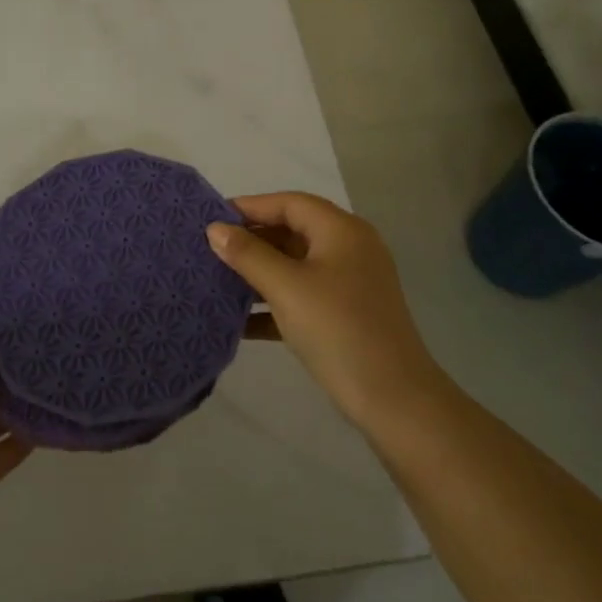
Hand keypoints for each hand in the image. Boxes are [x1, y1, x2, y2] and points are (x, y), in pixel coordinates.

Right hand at [206, 192, 441, 428]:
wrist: (392, 399)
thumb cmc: (337, 329)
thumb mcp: (286, 287)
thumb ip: (248, 254)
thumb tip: (215, 229)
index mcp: (341, 231)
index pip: (289, 203)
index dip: (249, 206)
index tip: (210, 219)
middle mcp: (348, 249)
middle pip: (292, 232)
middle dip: (250, 241)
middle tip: (208, 251)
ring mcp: (348, 284)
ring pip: (294, 267)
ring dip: (257, 273)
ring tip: (216, 281)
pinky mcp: (344, 315)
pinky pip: (301, 297)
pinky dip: (272, 304)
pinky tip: (238, 321)